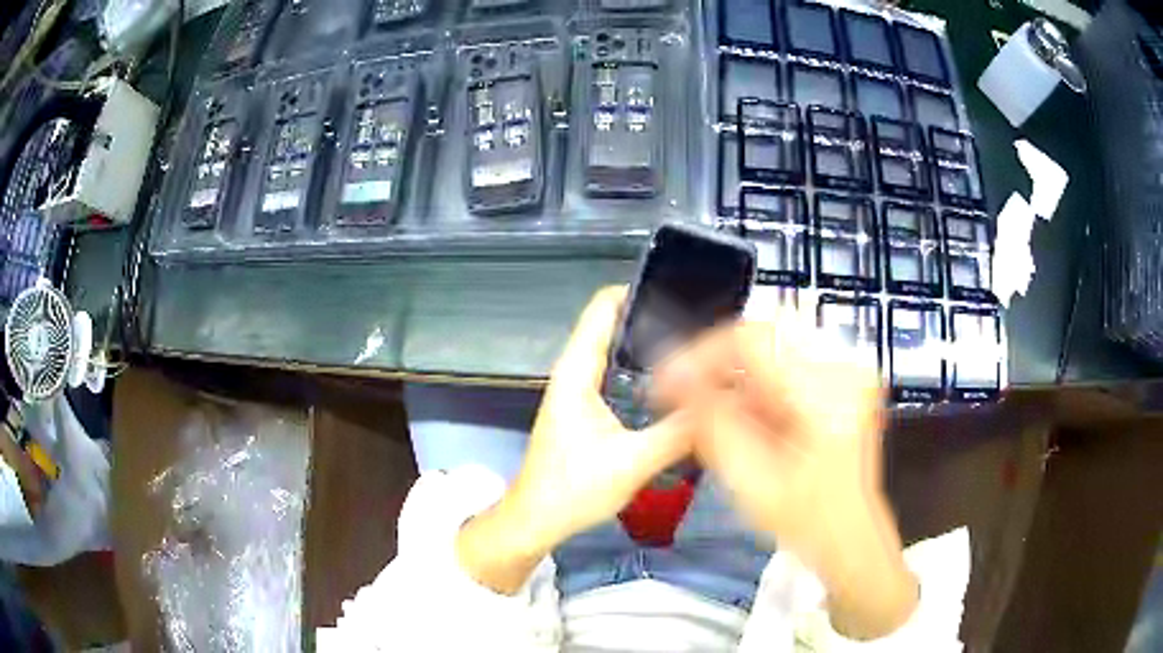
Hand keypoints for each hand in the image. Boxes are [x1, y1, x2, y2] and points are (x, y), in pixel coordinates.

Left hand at [457, 287, 693, 593]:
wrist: (536, 520)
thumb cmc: (573, 488)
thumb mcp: (633, 462)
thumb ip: (681, 432)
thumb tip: (722, 404)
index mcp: (578, 371)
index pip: (603, 307)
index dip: (639, 290)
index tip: (684, 292)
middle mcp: (576, 372)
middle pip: (614, 324)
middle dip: (655, 318)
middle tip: (704, 323)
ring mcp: (579, 391)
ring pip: (618, 352)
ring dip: (651, 346)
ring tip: (699, 348)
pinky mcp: (587, 410)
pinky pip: (618, 376)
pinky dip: (644, 371)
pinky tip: (676, 386)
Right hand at [655, 318, 917, 639]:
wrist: (851, 533)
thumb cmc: (803, 520)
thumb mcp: (749, 480)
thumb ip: (711, 422)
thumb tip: (674, 375)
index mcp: (824, 396)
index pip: (752, 338)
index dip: (702, 353)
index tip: (671, 382)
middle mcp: (844, 370)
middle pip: (764, 334)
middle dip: (720, 363)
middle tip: (690, 396)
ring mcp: (850, 370)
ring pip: (775, 343)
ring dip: (739, 373)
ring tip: (719, 412)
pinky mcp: (847, 376)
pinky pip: (791, 357)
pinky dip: (761, 381)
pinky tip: (749, 414)